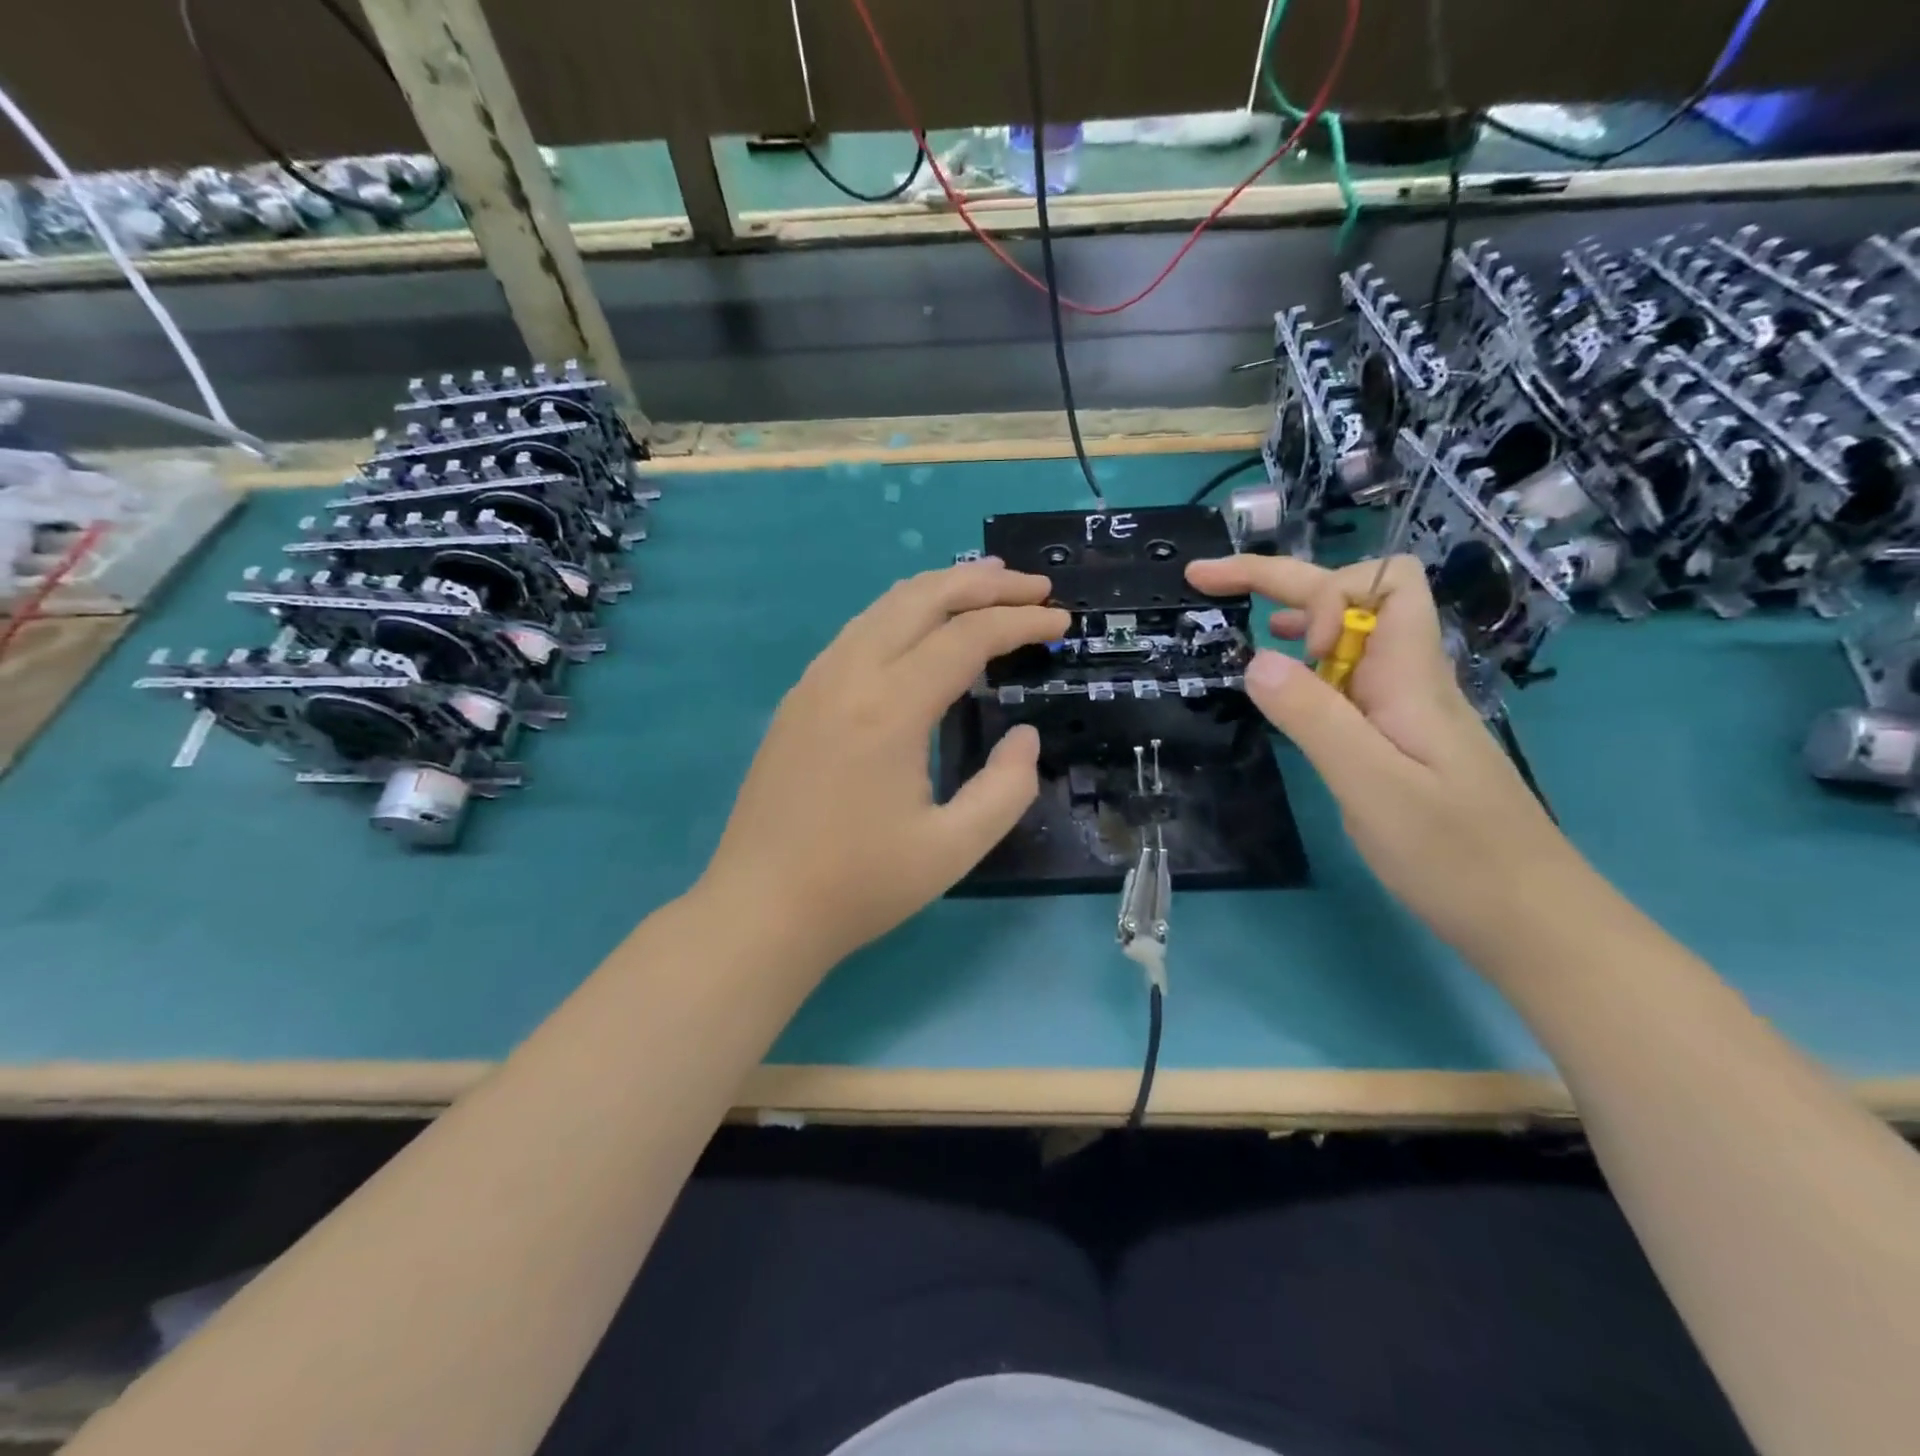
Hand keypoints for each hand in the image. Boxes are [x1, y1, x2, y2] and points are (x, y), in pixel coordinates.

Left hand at [697, 560, 1068, 971]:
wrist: (760, 909)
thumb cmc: (859, 885)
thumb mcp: (954, 849)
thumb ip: (1007, 788)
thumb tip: (1024, 736)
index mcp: (889, 708)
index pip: (966, 637)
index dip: (1020, 622)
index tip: (1061, 621)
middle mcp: (848, 676)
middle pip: (922, 598)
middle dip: (985, 583)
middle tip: (1034, 587)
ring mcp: (815, 682)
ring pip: (884, 606)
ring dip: (941, 589)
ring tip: (987, 586)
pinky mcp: (798, 698)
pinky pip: (858, 631)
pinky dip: (903, 613)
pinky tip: (922, 630)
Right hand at [1186, 553, 1588, 954]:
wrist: (1531, 919)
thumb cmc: (1455, 856)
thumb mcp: (1372, 786)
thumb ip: (1313, 718)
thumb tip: (1255, 658)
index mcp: (1410, 676)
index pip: (1380, 580)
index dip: (1320, 591)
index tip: (1285, 641)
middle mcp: (1409, 679)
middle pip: (1354, 596)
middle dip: (1277, 579)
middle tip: (1205, 580)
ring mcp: (1405, 710)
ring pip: (1350, 637)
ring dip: (1294, 620)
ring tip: (1244, 636)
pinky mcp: (1399, 741)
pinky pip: (1347, 681)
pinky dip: (1307, 670)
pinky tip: (1285, 698)